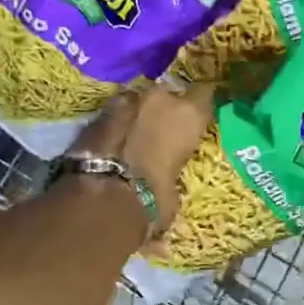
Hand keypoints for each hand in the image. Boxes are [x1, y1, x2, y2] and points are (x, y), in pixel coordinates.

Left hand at [72, 81, 214, 227]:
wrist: (104, 192)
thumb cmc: (155, 196)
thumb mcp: (174, 196)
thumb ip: (172, 181)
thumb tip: (164, 209)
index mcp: (190, 115)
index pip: (205, 96)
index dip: (199, 109)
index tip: (196, 122)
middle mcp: (161, 98)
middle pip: (168, 95)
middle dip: (165, 111)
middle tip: (162, 134)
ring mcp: (126, 100)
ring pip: (138, 101)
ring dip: (138, 115)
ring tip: (135, 138)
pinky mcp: (98, 112)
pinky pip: (114, 114)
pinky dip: (115, 126)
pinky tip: (113, 144)